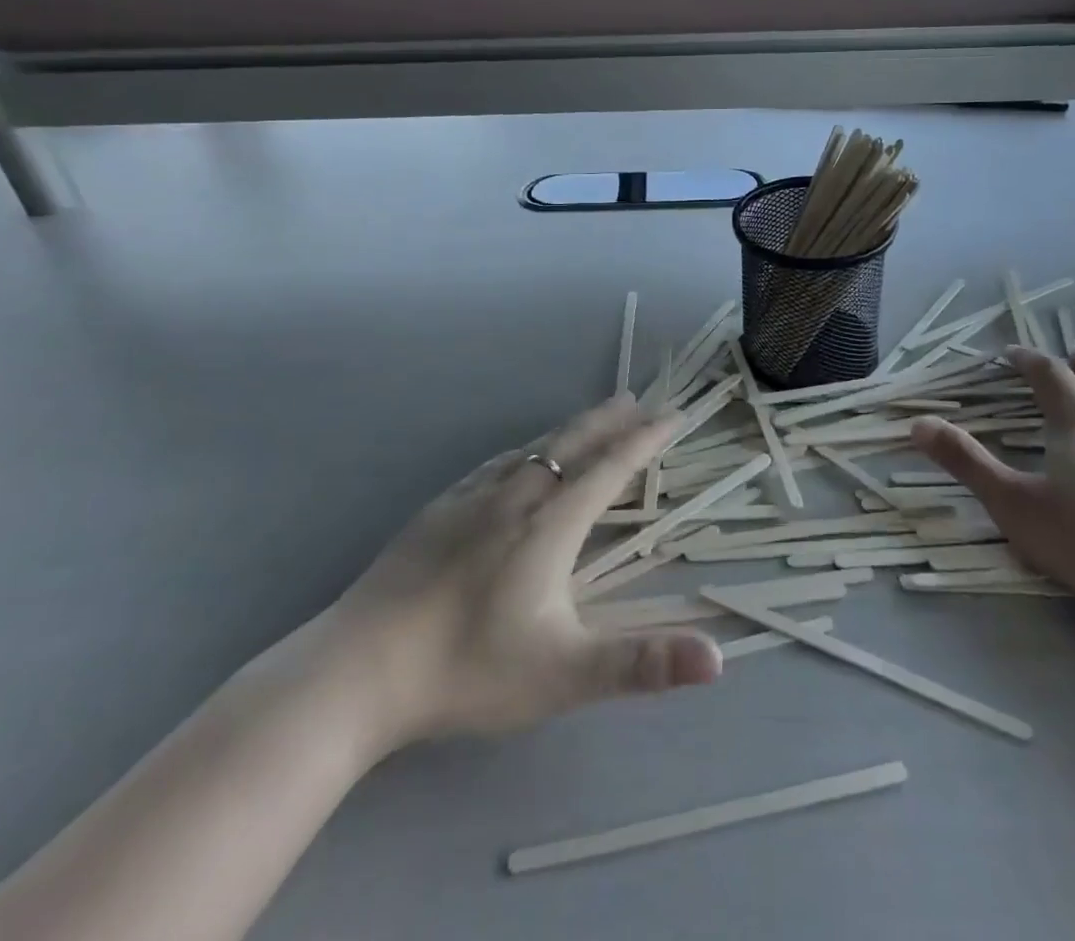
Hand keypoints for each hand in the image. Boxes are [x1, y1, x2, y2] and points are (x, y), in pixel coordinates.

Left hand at [320, 396, 721, 755]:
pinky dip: (525, 449)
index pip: (611, 467)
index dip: (646, 439)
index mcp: (551, 524)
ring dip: (569, 430)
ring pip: (532, 448)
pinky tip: (516, 458)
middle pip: (572, 443)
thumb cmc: (467, 669)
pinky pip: (495, 463)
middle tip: (636, 400)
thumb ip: (641, 664)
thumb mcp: (564, 674)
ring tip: (589, 420)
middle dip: (609, 420)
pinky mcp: (437, 511)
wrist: (356, 671)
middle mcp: (516, 496)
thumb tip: (718, 660)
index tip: (674, 415)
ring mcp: (471, 499)